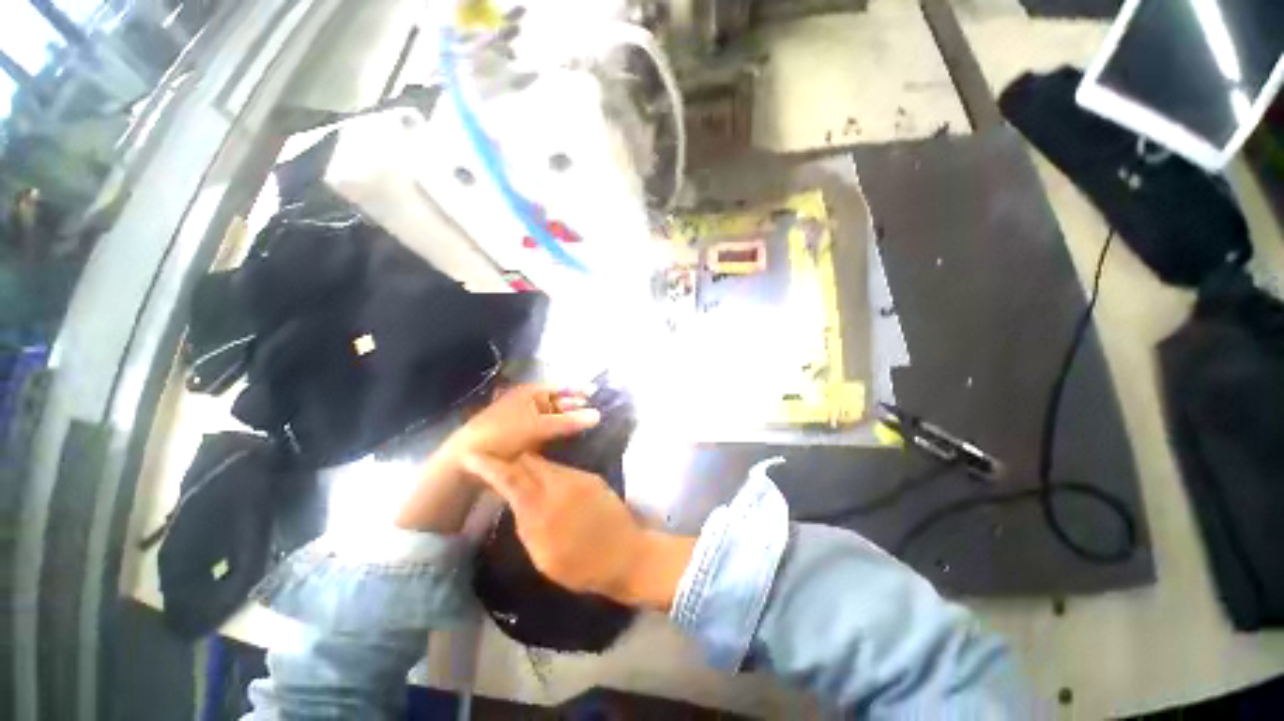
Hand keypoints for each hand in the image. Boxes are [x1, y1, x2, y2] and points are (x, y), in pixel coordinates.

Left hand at [436, 383, 600, 480]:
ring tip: (590, 426)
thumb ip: (569, 422)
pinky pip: (549, 431)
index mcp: (531, 393)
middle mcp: (531, 403)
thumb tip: (598, 415)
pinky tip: (573, 438)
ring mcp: (528, 420)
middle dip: (577, 406)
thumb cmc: (503, 433)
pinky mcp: (526, 437)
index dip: (578, 389)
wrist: (470, 459)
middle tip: (598, 413)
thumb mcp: (538, 426)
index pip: (560, 387)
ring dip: (570, 421)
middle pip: (559, 401)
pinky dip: (561, 432)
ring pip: (556, 417)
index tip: (596, 393)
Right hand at [463, 453, 695, 609]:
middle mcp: (560, 485)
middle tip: (496, 463)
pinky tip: (548, 485)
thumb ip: (526, 524)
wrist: (627, 554)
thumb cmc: (581, 567)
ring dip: (531, 467)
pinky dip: (550, 473)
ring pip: (547, 464)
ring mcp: (579, 478)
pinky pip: (564, 470)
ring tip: (519, 474)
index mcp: (542, 509)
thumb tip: (516, 501)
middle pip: (529, 462)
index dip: (489, 465)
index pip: (510, 478)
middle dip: (510, 460)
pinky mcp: (592, 477)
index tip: (471, 455)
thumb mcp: (543, 556)